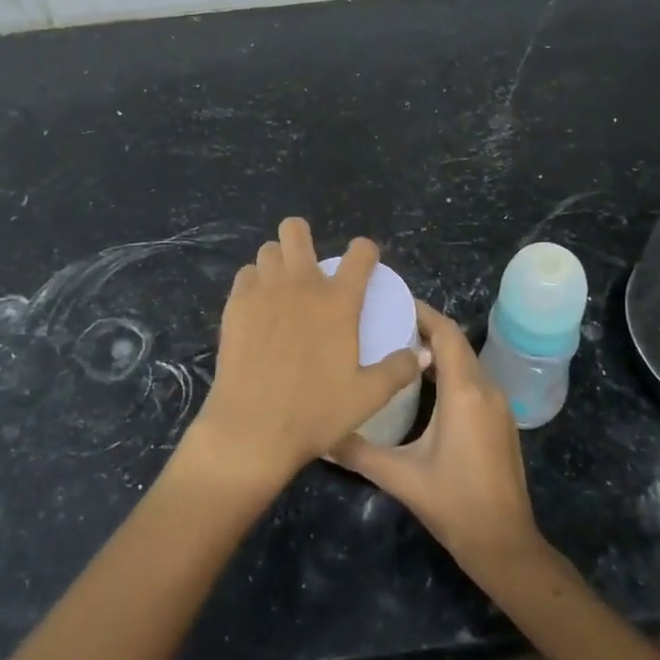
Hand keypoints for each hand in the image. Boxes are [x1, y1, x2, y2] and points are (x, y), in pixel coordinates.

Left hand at [187, 219, 423, 492]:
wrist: (253, 429)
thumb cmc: (315, 413)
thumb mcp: (367, 397)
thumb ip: (398, 370)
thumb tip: (423, 353)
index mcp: (338, 302)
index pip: (359, 254)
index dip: (365, 251)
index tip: (364, 261)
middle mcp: (301, 285)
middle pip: (295, 230)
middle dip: (303, 237)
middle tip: (309, 265)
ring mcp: (264, 291)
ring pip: (268, 250)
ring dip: (278, 261)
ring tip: (282, 285)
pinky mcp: (236, 305)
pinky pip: (245, 275)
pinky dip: (254, 282)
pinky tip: (258, 305)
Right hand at [331, 302, 541, 579]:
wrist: (506, 546)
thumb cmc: (454, 505)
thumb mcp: (401, 477)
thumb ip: (358, 451)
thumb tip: (320, 435)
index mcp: (464, 392)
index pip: (445, 332)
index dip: (421, 312)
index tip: (390, 301)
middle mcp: (486, 388)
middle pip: (456, 341)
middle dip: (424, 326)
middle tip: (385, 321)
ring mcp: (499, 404)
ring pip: (466, 359)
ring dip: (437, 348)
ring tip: (397, 346)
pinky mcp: (501, 420)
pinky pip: (473, 378)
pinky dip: (449, 368)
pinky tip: (422, 383)